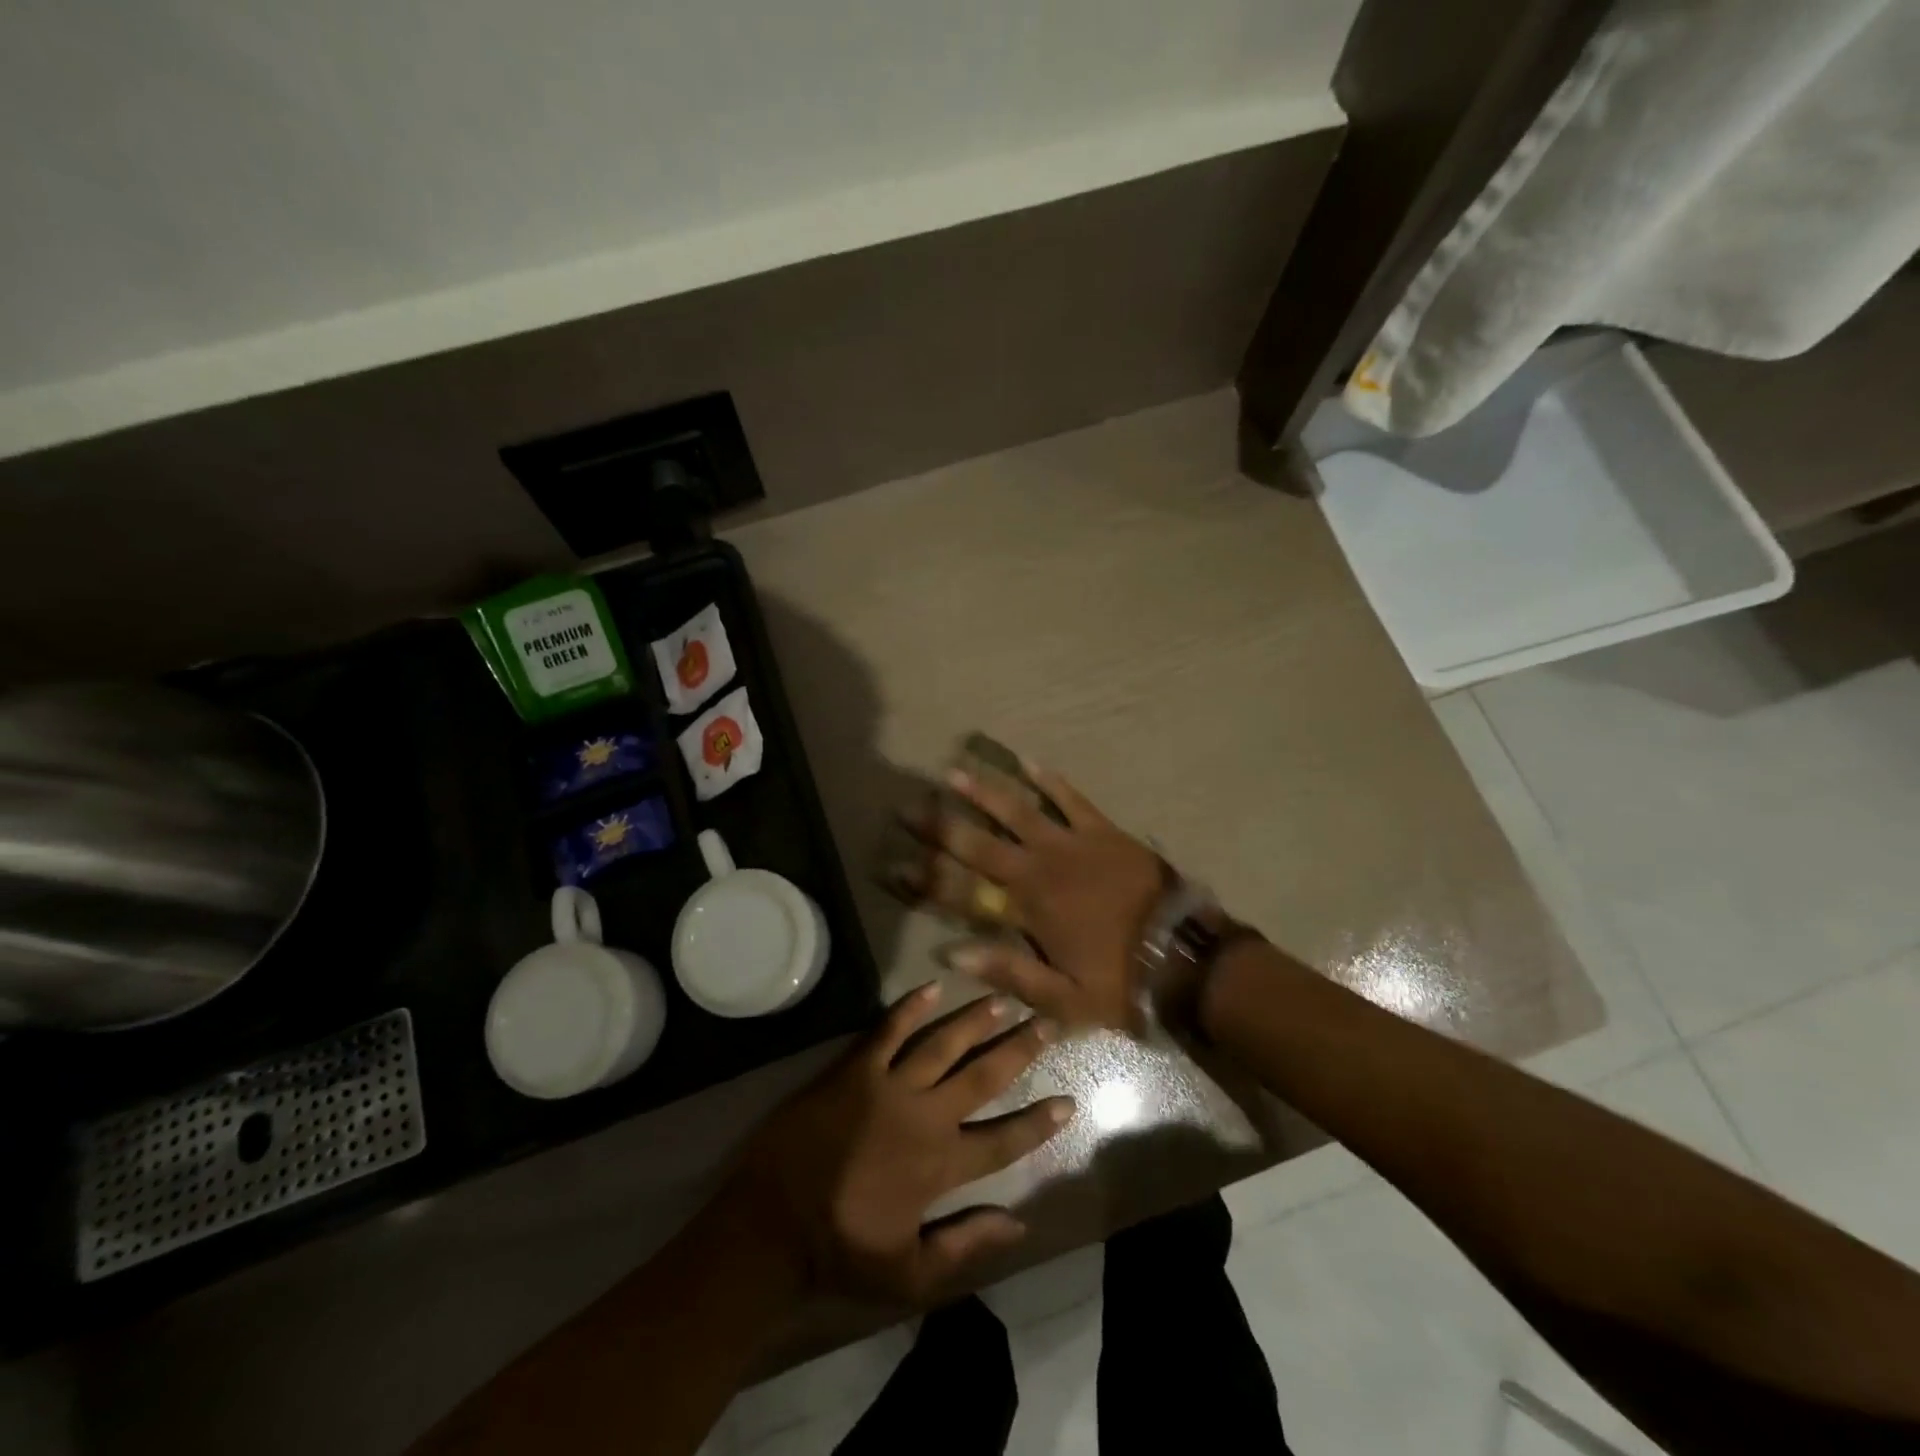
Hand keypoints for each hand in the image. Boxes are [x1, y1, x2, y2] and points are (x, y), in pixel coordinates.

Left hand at [729, 983, 1072, 1308]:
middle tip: (1047, 1023)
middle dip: (1018, 1049)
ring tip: (1003, 1000)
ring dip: (974, 1021)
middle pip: (982, 1076)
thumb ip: (966, 1245)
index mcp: (940, 1165)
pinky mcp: (855, 1070)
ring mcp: (889, 1087)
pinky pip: (888, 1031)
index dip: (1038, 1123)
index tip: (1068, 1101)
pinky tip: (931, 987)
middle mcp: (924, 1116)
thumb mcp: (910, 1272)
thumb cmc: (843, 1248)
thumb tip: (1019, 1223)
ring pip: (943, 1044)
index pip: (1003, 1140)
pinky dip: (909, 1008)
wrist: (772, 1223)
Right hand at [908, 760, 1163, 1033]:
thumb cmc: (1123, 982)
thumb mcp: (1064, 998)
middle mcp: (1041, 868)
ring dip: (984, 792)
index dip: (924, 878)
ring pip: (1019, 811)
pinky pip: (1071, 799)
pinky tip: (1028, 761)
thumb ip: (1008, 972)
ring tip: (954, 773)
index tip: (891, 864)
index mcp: (1028, 909)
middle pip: (980, 843)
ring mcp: (1073, 844)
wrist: (1186, 957)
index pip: (962, 891)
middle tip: (907, 808)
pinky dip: (1050, 780)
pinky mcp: (1103, 831)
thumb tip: (952, 952)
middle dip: (940, 826)